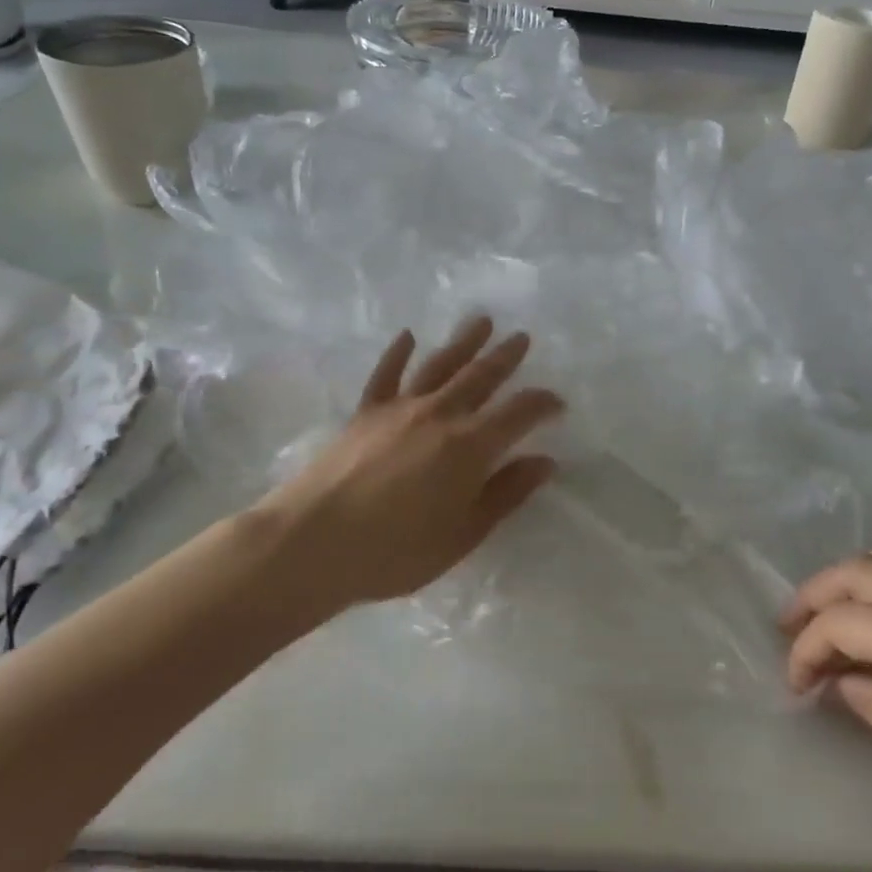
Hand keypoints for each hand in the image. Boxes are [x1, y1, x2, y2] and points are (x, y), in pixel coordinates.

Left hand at [258, 318, 563, 610]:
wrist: (314, 542)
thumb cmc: (396, 550)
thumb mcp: (464, 533)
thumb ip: (506, 493)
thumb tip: (544, 462)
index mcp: (470, 446)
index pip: (519, 413)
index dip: (542, 404)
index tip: (557, 403)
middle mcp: (439, 415)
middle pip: (480, 377)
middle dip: (505, 358)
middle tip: (522, 338)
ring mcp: (399, 409)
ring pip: (439, 365)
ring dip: (463, 342)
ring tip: (482, 321)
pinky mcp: (365, 413)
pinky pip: (386, 374)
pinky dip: (398, 353)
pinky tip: (407, 336)